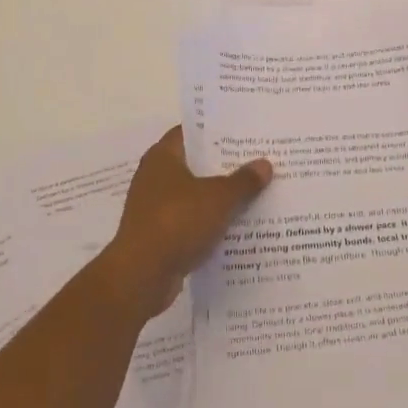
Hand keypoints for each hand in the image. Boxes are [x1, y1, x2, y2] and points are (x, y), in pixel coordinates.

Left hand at [97, 127, 272, 320]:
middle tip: (257, 162)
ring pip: (194, 195)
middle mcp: (154, 177)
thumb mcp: (219, 198)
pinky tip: (237, 227)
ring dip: (218, 197)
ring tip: (254, 193)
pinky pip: (191, 222)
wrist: (142, 275)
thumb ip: (243, 181)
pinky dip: (210, 223)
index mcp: (163, 157)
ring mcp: (155, 208)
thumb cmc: (177, 222)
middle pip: (194, 164)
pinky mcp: (159, 235)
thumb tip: (265, 164)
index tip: (243, 133)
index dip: (215, 131)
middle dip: (224, 166)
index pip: (190, 133)